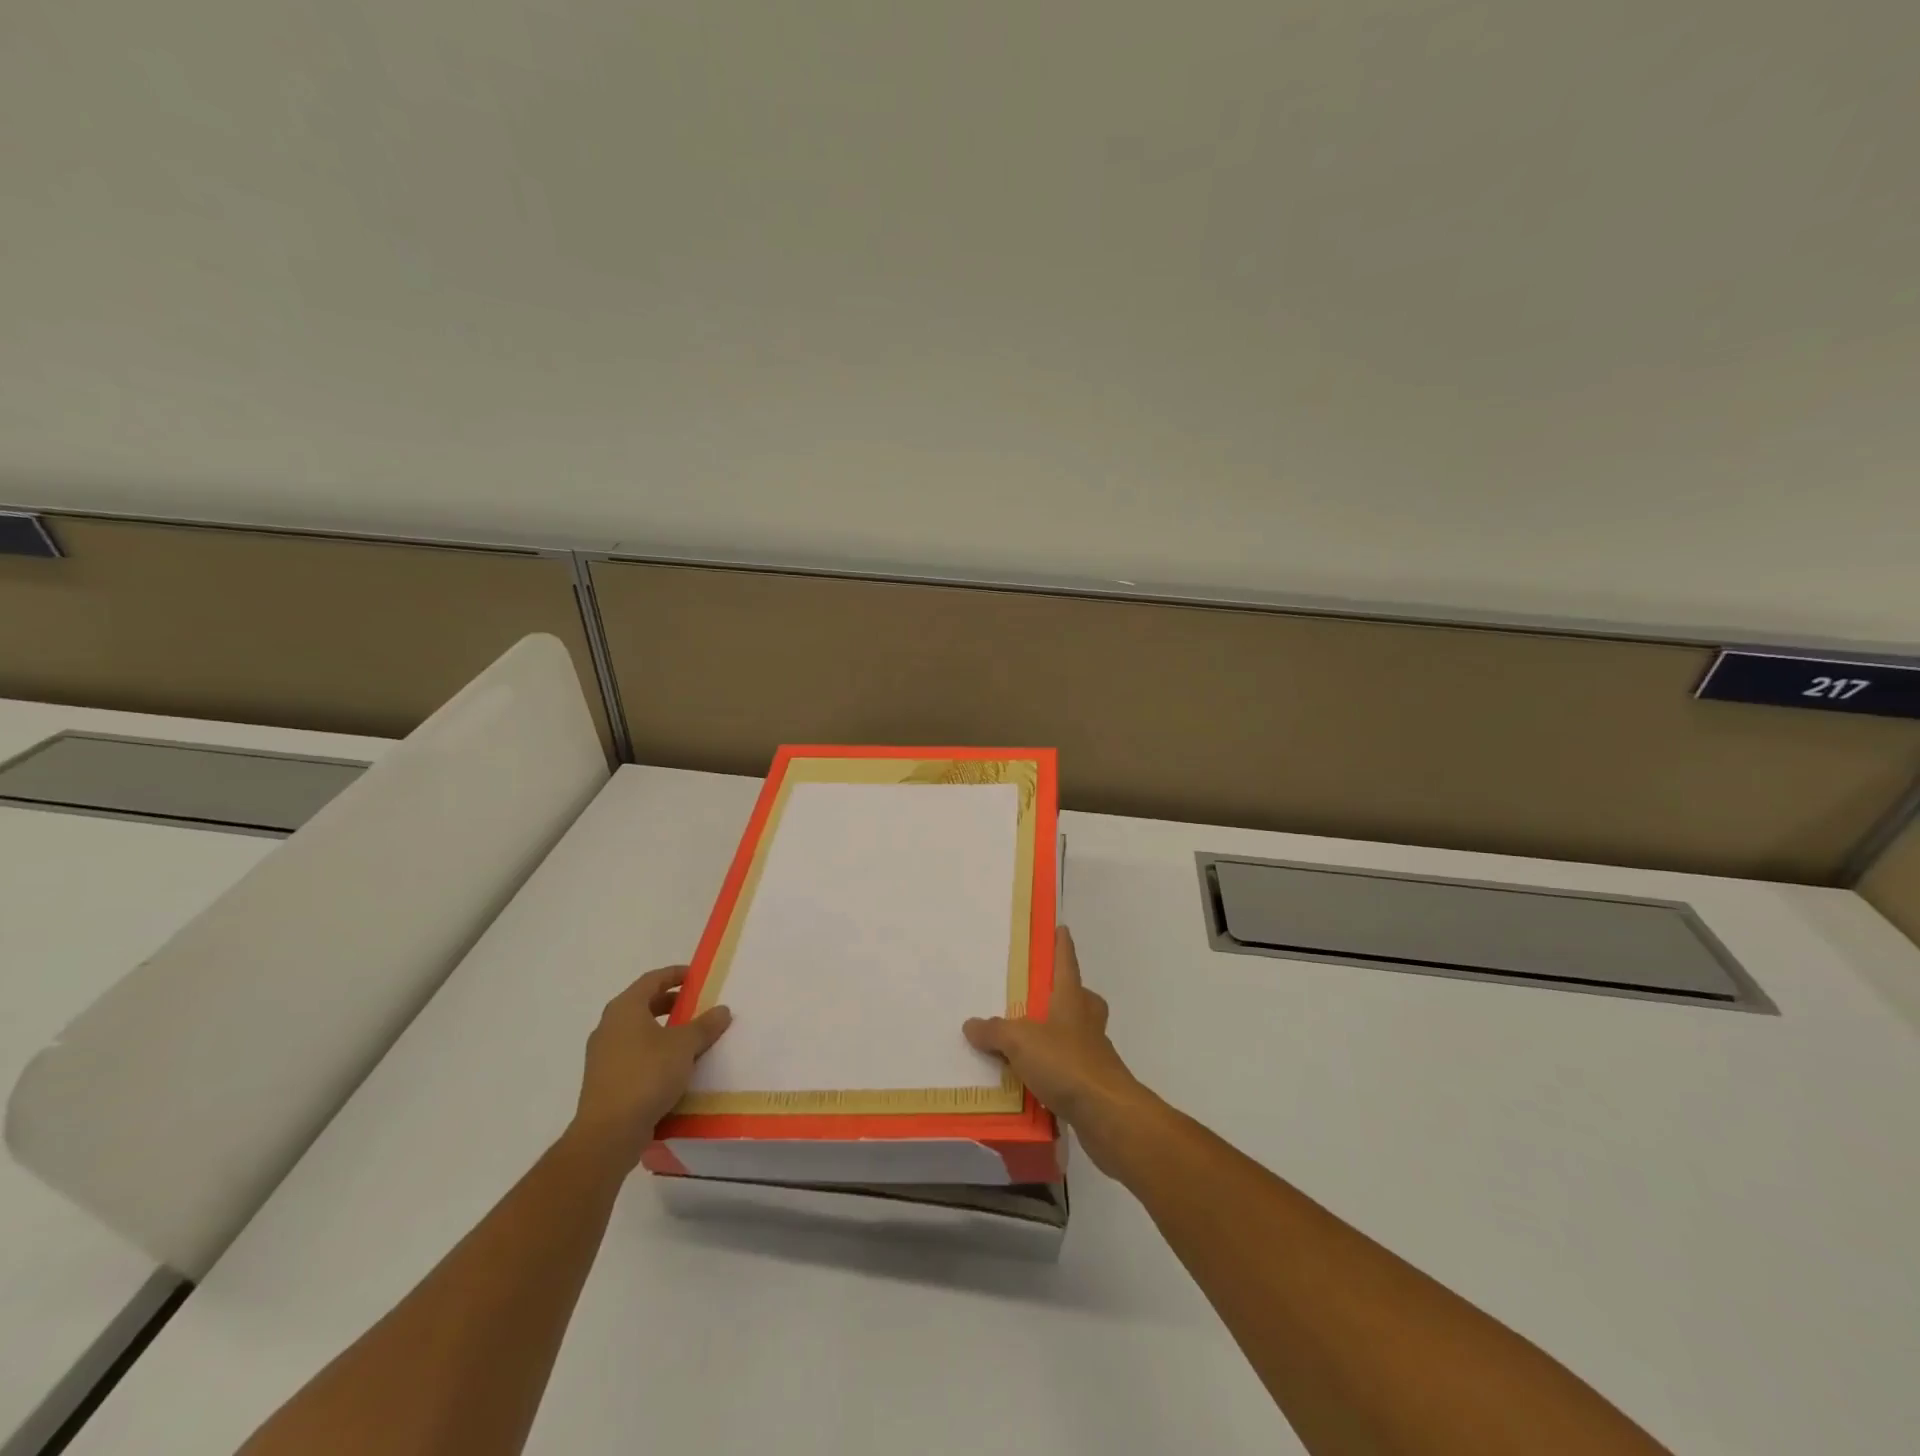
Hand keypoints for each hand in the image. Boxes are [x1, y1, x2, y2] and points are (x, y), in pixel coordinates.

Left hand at [569, 966, 730, 1169]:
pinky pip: (632, 1055)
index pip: (652, 979)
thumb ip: (705, 1025)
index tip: (696, 976)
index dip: (675, 974)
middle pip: (642, 1004)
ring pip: (637, 1031)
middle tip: (695, 1006)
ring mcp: (602, 1055)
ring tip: (688, 1038)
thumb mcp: (684, 1046)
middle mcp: (609, 1026)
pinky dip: (652, 1052)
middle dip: (670, 1003)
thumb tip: (722, 1010)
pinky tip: (672, 1068)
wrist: (608, 1132)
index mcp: (625, 1008)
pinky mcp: (604, 1080)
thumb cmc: (647, 1075)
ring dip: (662, 1030)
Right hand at [964, 927, 1155, 1173]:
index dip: (1063, 946)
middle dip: (1071, 994)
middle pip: (1083, 999)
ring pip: (1080, 1034)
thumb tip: (971, 1024)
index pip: (1067, 964)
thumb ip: (995, 1031)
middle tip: (1047, 996)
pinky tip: (1034, 1082)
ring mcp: (1095, 1055)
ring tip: (1030, 1042)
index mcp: (1072, 1001)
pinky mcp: (1095, 1085)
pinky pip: (1072, 1069)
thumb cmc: (1066, 1063)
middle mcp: (1086, 1023)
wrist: (1107, 1114)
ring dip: (1062, 1035)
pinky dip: (1056, 1071)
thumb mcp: (1020, 1041)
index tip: (1062, 929)